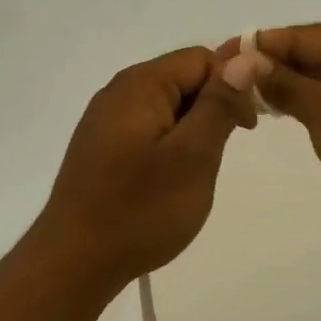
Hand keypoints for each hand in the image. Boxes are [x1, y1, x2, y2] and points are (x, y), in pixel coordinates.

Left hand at [32, 47, 263, 288]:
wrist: (74, 261)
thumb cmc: (140, 210)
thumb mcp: (193, 156)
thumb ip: (219, 104)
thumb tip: (244, 58)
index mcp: (140, 84)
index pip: (201, 59)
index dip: (233, 85)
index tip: (245, 129)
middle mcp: (118, 92)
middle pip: (182, 79)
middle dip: (212, 109)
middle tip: (218, 157)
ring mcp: (104, 120)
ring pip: (166, 107)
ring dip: (191, 131)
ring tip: (194, 174)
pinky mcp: (100, 147)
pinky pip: (147, 129)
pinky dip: (168, 145)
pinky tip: (168, 181)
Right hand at [230, 20, 320, 241]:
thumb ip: (281, 83)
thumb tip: (239, 61)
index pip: (297, 36)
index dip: (254, 48)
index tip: (215, 57)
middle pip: (305, 54)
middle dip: (266, 68)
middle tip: (220, 84)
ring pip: (314, 78)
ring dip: (281, 88)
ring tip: (238, 100)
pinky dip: (302, 104)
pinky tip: (274, 112)